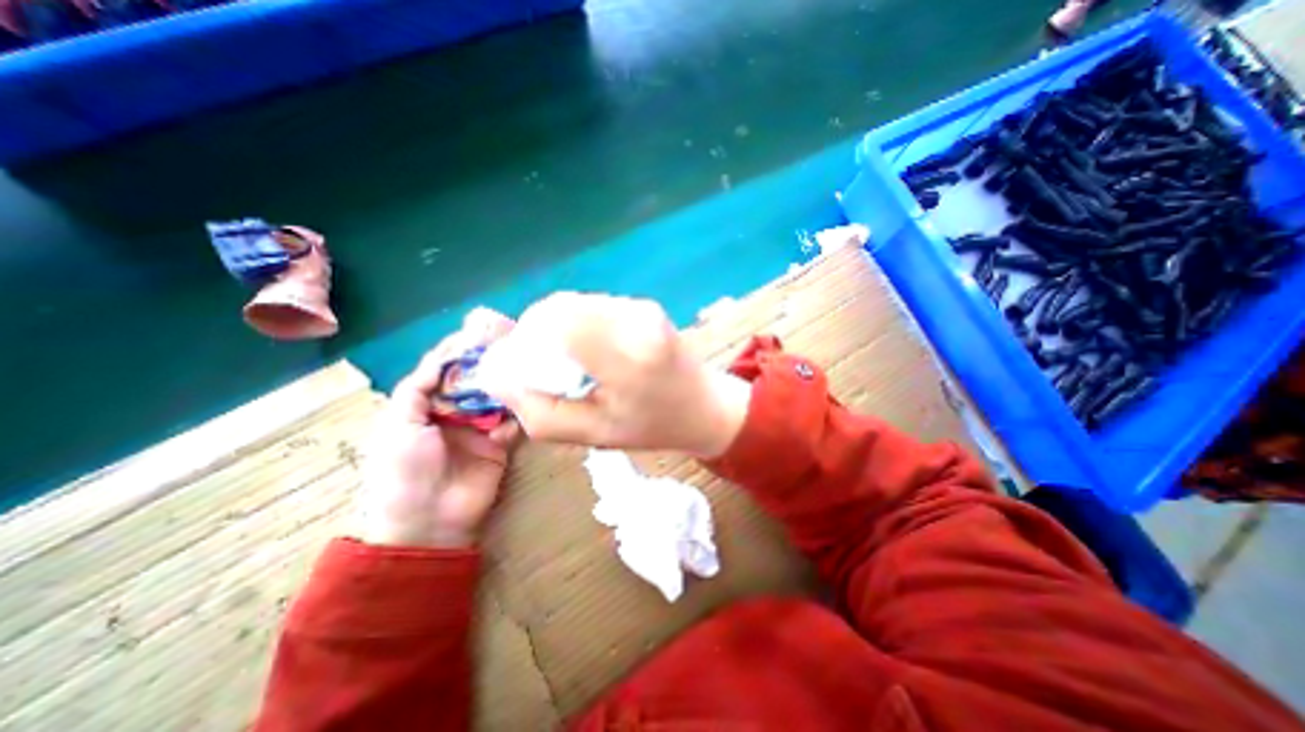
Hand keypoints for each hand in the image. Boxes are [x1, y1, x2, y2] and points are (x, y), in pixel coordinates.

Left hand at [357, 305, 522, 548]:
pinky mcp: (502, 443)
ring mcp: (481, 427)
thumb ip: (417, 389)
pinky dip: (520, 410)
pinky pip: (514, 421)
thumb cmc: (403, 469)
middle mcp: (455, 412)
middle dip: (489, 361)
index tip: (478, 331)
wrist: (428, 519)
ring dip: (508, 382)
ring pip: (497, 397)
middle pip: (475, 380)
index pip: (444, 370)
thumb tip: (442, 357)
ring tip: (524, 361)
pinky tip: (529, 394)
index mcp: (426, 406)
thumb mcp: (398, 424)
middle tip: (510, 340)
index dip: (459, 351)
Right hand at [478, 292, 750, 458]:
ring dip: (556, 328)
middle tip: (543, 368)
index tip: (523, 368)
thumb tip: (495, 374)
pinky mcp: (644, 304)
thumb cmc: (653, 427)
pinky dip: (577, 323)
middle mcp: (636, 320)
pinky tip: (589, 350)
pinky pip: (592, 305)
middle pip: (559, 308)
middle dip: (535, 334)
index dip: (524, 340)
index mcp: (627, 357)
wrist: (706, 406)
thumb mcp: (593, 434)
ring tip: (569, 362)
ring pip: (573, 303)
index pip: (553, 323)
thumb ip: (538, 410)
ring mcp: (643, 306)